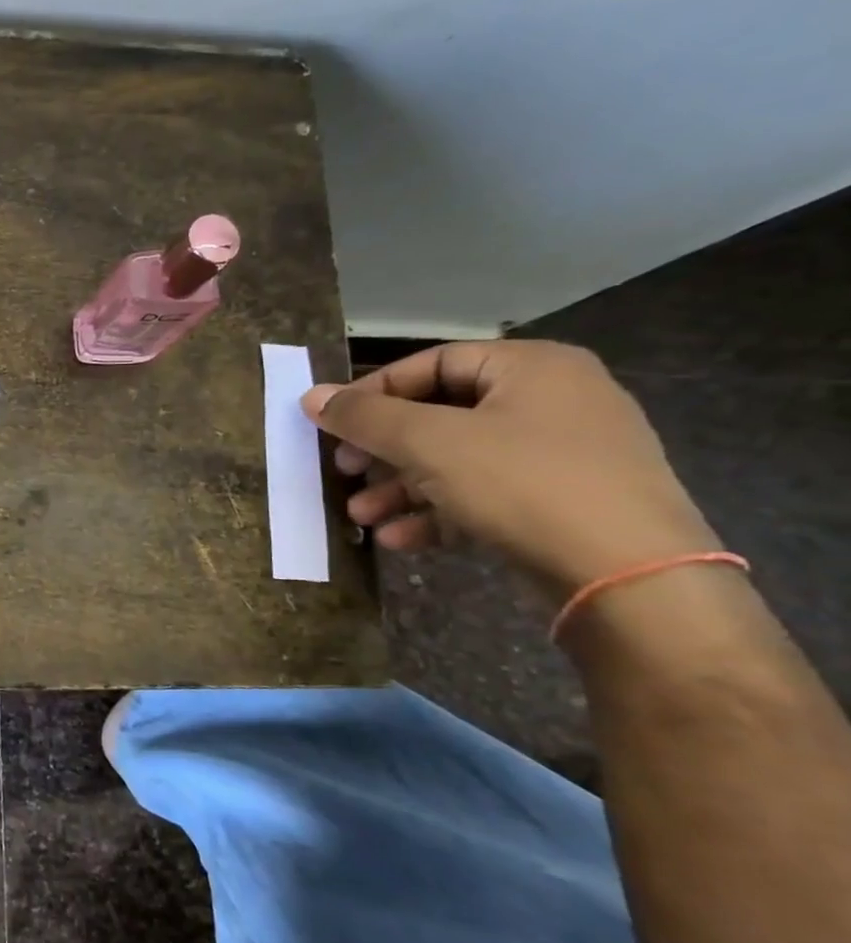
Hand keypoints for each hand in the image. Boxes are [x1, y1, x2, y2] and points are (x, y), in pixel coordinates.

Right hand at [301, 340, 717, 592]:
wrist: (632, 579)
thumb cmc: (524, 484)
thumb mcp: (430, 443)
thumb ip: (366, 417)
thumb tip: (311, 396)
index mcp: (532, 368)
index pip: (432, 363)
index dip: (373, 392)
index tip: (330, 423)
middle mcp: (552, 401)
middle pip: (440, 415)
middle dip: (382, 450)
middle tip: (341, 470)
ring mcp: (562, 456)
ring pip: (457, 461)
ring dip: (400, 487)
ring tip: (360, 515)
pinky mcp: (561, 504)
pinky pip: (483, 495)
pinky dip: (437, 513)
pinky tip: (398, 538)